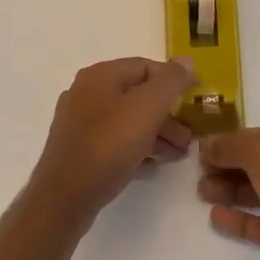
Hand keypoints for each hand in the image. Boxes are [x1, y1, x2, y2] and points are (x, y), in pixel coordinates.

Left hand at [28, 58, 196, 224]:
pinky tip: (149, 167)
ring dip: (155, 134)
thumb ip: (170, 82)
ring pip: (126, 120)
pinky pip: (113, 141)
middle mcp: (87, 92)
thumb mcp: (146, 109)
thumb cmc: (107, 146)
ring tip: (176, 155)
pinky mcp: (78, 149)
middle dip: (167, 115)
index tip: (196, 98)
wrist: (63, 199)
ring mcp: (79, 122)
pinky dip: (135, 149)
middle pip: (137, 95)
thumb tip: (186, 60)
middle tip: (188, 138)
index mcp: (100, 75)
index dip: (174, 80)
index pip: (146, 66)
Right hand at [198, 125, 259, 259]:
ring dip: (231, 191)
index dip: (234, 141)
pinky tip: (216, 216)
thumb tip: (205, 145)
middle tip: (200, 172)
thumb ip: (229, 146)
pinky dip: (240, 219)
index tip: (207, 148)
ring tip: (202, 192)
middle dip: (229, 167)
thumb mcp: (258, 150)